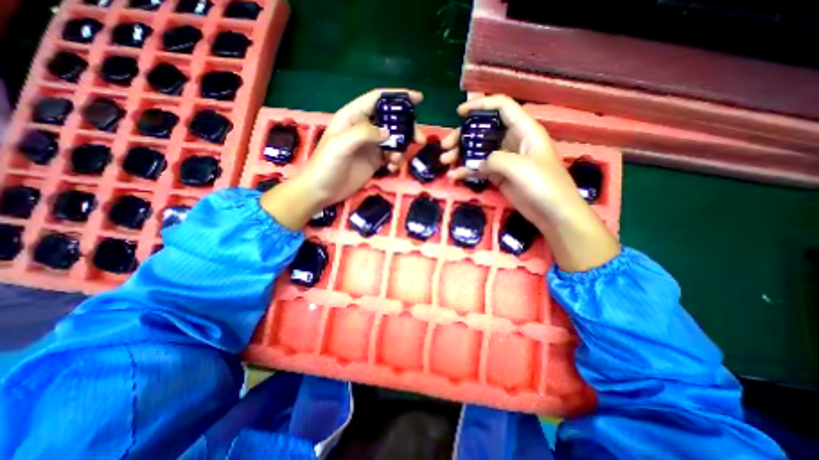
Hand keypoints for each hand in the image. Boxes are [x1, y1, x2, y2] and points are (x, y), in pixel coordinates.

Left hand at [262, 87, 424, 230]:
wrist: (322, 191)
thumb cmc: (326, 165)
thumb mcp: (340, 145)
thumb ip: (363, 134)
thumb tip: (388, 132)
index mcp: (353, 117)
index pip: (377, 99)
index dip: (398, 96)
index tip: (418, 99)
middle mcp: (364, 128)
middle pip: (391, 121)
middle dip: (407, 128)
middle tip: (419, 139)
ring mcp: (370, 146)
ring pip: (394, 140)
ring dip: (401, 148)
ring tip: (397, 161)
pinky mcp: (374, 161)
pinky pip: (391, 156)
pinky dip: (396, 161)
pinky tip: (392, 169)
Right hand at [441, 93, 614, 270]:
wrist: (553, 214)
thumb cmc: (544, 186)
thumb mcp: (520, 167)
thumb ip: (495, 159)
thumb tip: (478, 163)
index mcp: (524, 130)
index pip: (502, 107)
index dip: (481, 105)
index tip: (460, 113)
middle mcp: (513, 141)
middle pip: (484, 130)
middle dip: (463, 135)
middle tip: (445, 146)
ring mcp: (505, 160)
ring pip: (479, 150)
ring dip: (461, 154)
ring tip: (445, 161)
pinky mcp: (500, 176)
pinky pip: (480, 168)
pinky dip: (467, 171)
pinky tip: (454, 176)